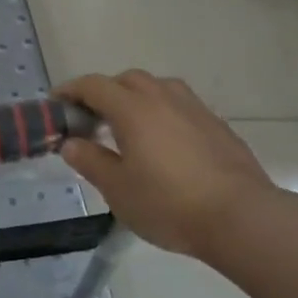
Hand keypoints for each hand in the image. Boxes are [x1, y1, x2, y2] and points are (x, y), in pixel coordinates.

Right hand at [56, 71, 275, 259]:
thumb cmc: (168, 203)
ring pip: (158, 88)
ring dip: (136, 98)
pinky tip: (163, 143)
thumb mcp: (117, 189)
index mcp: (133, 109)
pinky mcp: (217, 126)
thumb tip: (71, 143)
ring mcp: (195, 109)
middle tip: (91, 120)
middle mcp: (163, 98)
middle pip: (127, 80)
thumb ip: (90, 161)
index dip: (70, 91)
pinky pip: (180, 106)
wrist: (241, 218)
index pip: (93, 86)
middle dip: (104, 93)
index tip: (56, 104)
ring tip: (128, 127)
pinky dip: (162, 113)